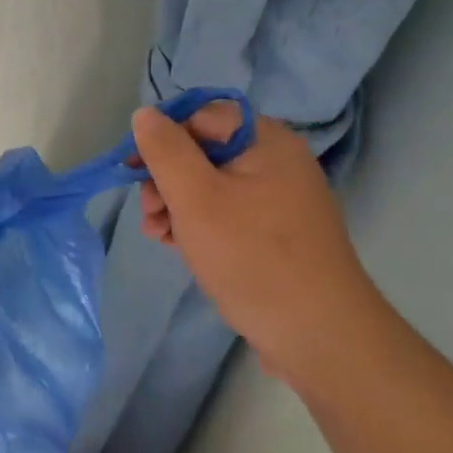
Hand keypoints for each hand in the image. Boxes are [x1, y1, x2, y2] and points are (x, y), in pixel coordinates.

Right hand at [131, 103, 392, 386]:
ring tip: (158, 234)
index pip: (200, 116)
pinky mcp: (274, 232)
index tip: (133, 171)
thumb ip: (165, 150)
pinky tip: (176, 245)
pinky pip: (224, 211)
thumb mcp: (196, 197)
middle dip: (165, 178)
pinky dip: (196, 223)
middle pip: (202, 150)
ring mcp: (277, 199)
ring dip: (174, 203)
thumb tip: (145, 114)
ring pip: (208, 184)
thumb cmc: (252, 256)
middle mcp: (275, 162)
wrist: (319, 337)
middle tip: (150, 212)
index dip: (162, 138)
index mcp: (266, 141)